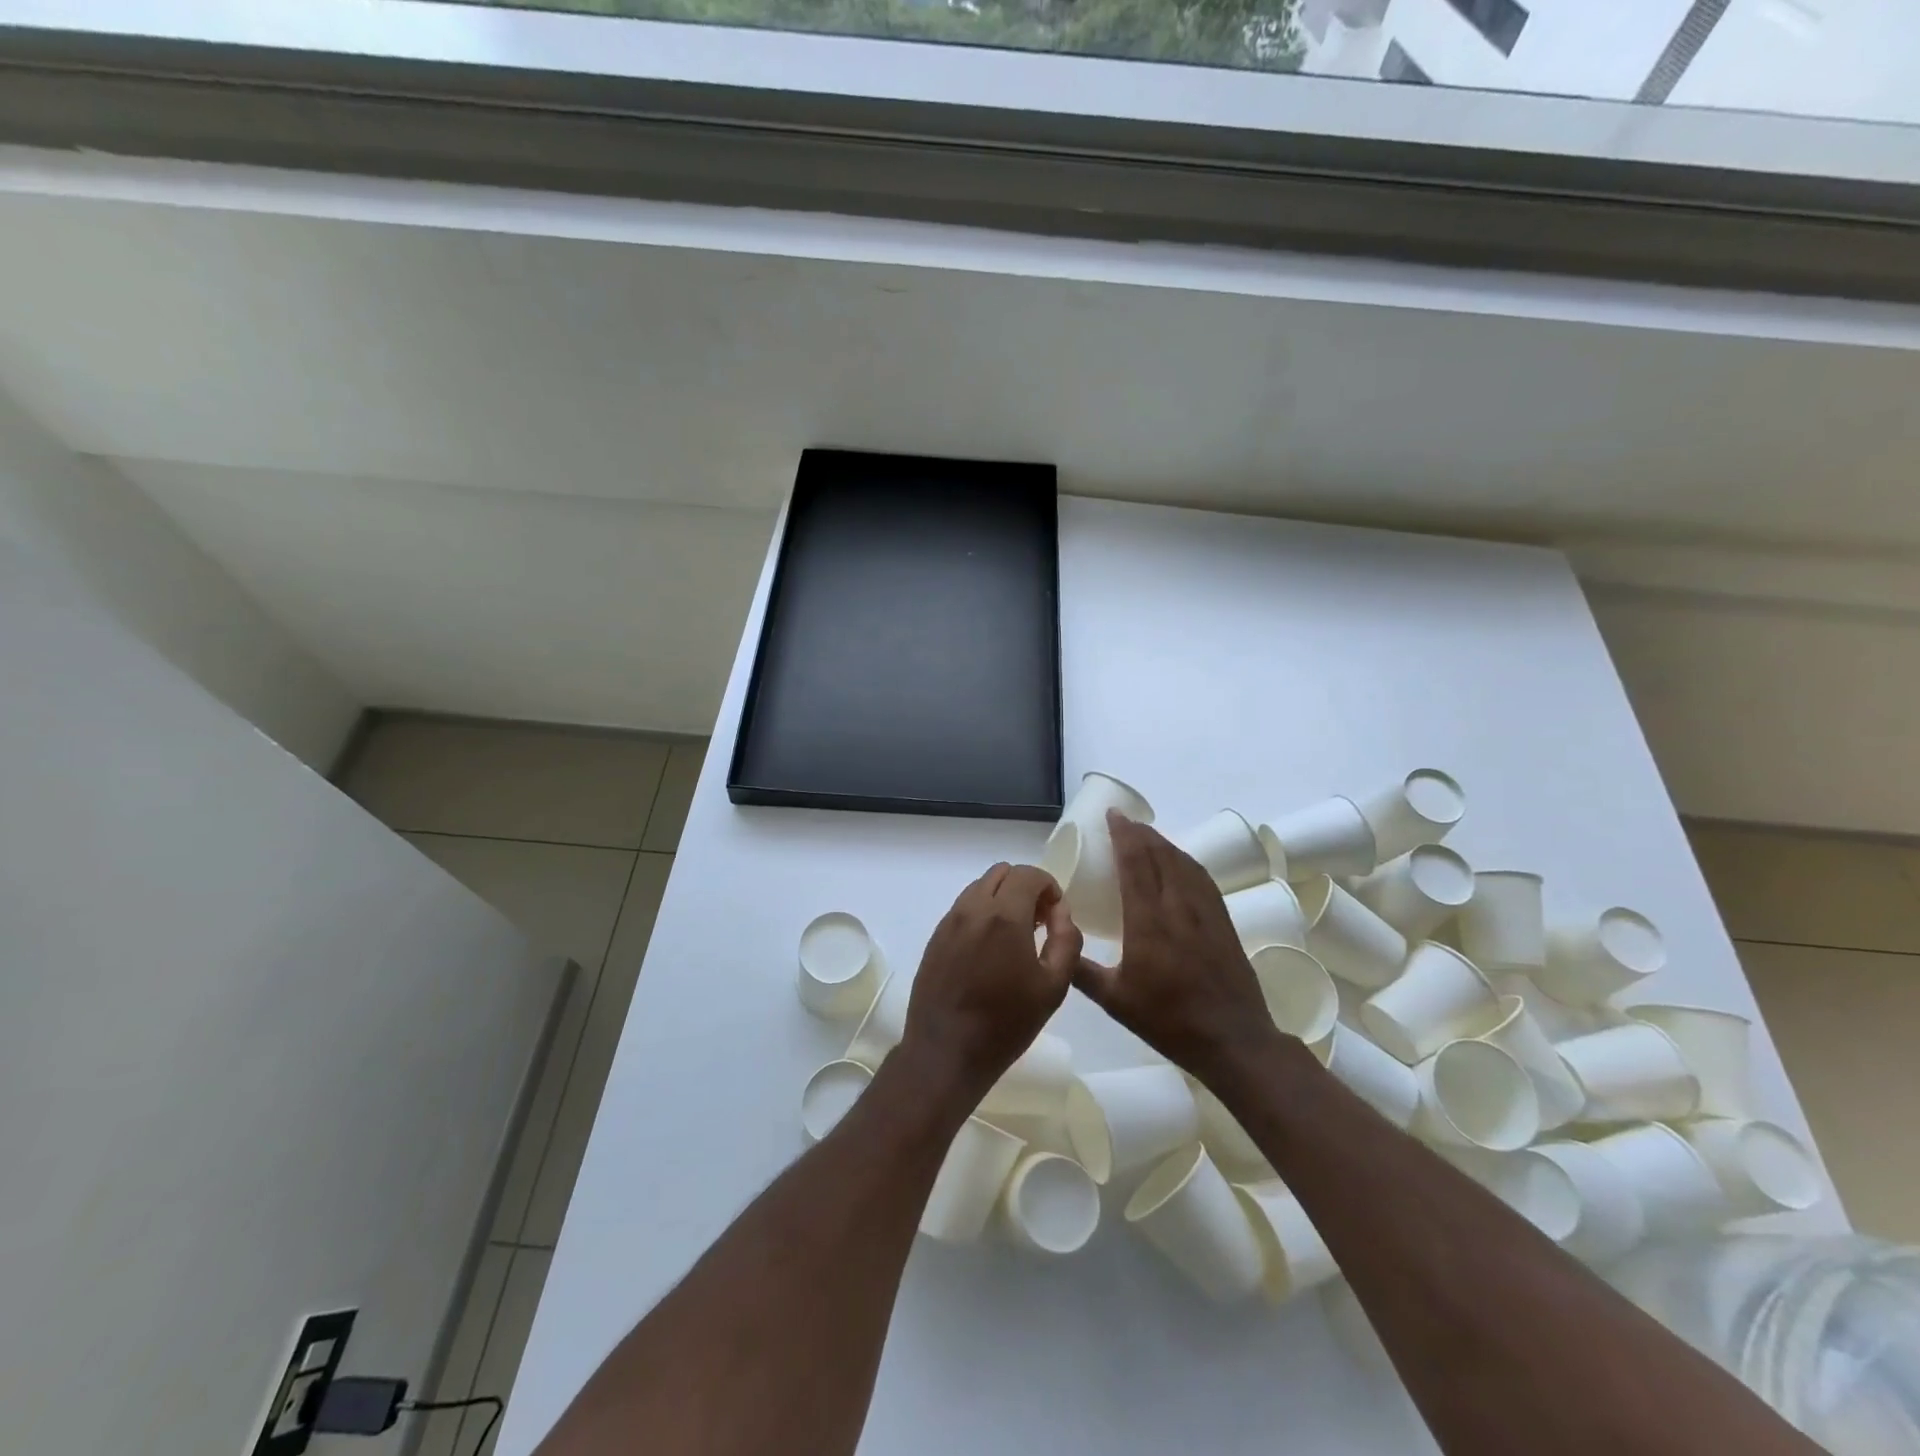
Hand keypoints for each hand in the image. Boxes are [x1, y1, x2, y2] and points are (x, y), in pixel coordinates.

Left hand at [899, 863, 1081, 1103]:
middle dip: (1025, 888)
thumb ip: (1066, 940)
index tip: (1056, 914)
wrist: (945, 1053)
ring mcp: (949, 921)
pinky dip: (981, 913)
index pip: (1029, 874)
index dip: (1049, 886)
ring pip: (979, 887)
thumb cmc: (1006, 1023)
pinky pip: (963, 908)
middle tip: (1038, 921)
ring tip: (1014, 936)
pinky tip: (989, 950)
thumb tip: (1061, 912)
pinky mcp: (935, 938)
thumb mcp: (1054, 987)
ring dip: (1002, 898)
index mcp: (1003, 916)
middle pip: (1002, 873)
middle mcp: (972, 908)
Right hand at [1073, 812, 1276, 1079]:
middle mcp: (1178, 907)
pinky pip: (1201, 877)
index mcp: (1148, 921)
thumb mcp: (1115, 1000)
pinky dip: (1184, 860)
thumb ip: (1081, 971)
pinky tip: (1179, 863)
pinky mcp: (1223, 921)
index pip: (1136, 862)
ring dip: (1163, 843)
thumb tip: (1057, 945)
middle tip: (1123, 821)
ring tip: (1146, 836)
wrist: (1233, 1040)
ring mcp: (1205, 912)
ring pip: (1183, 862)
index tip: (1113, 815)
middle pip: (1161, 854)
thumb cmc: (1168, 1021)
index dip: (1124, 834)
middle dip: (1141, 832)